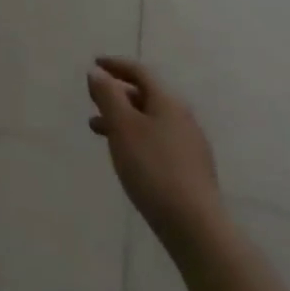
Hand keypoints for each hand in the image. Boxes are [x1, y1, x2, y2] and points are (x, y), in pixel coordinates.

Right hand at [87, 56, 223, 250]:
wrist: (195, 227)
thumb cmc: (153, 168)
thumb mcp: (122, 126)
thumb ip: (107, 95)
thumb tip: (97, 73)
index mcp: (168, 101)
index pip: (139, 72)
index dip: (115, 65)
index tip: (94, 63)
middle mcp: (182, 117)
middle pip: (146, 95)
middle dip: (117, 94)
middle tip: (93, 99)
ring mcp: (189, 145)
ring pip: (150, 120)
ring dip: (123, 118)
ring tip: (98, 130)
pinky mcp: (190, 170)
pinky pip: (157, 140)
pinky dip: (136, 137)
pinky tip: (126, 155)